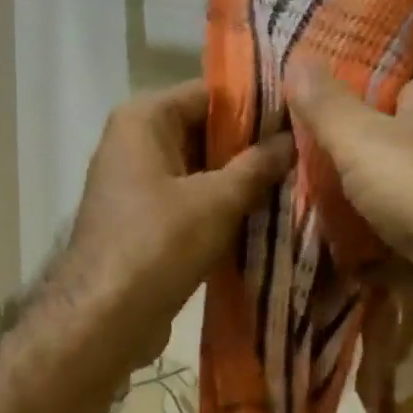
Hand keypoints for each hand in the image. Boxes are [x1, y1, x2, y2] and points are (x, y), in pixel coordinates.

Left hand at [50, 81, 293, 382]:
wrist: (104, 319)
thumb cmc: (158, 245)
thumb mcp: (216, 201)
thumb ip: (257, 166)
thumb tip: (293, 138)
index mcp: (144, 119)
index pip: (211, 93)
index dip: (259, 105)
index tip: (304, 117)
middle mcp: (135, 142)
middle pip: (206, 130)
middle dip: (253, 146)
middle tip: (308, 154)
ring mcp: (137, 183)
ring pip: (201, 169)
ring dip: (241, 180)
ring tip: (298, 183)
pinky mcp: (144, 220)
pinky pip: (191, 200)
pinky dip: (221, 207)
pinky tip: (266, 216)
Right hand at [287, 63, 412, 315]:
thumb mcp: (362, 139)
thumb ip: (326, 105)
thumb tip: (295, 55)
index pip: (385, 91)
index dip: (346, 105)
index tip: (302, 124)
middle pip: (386, 146)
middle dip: (346, 164)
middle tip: (293, 176)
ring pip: (393, 196)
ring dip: (358, 211)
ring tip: (305, 220)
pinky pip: (403, 241)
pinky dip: (375, 252)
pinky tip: (340, 260)